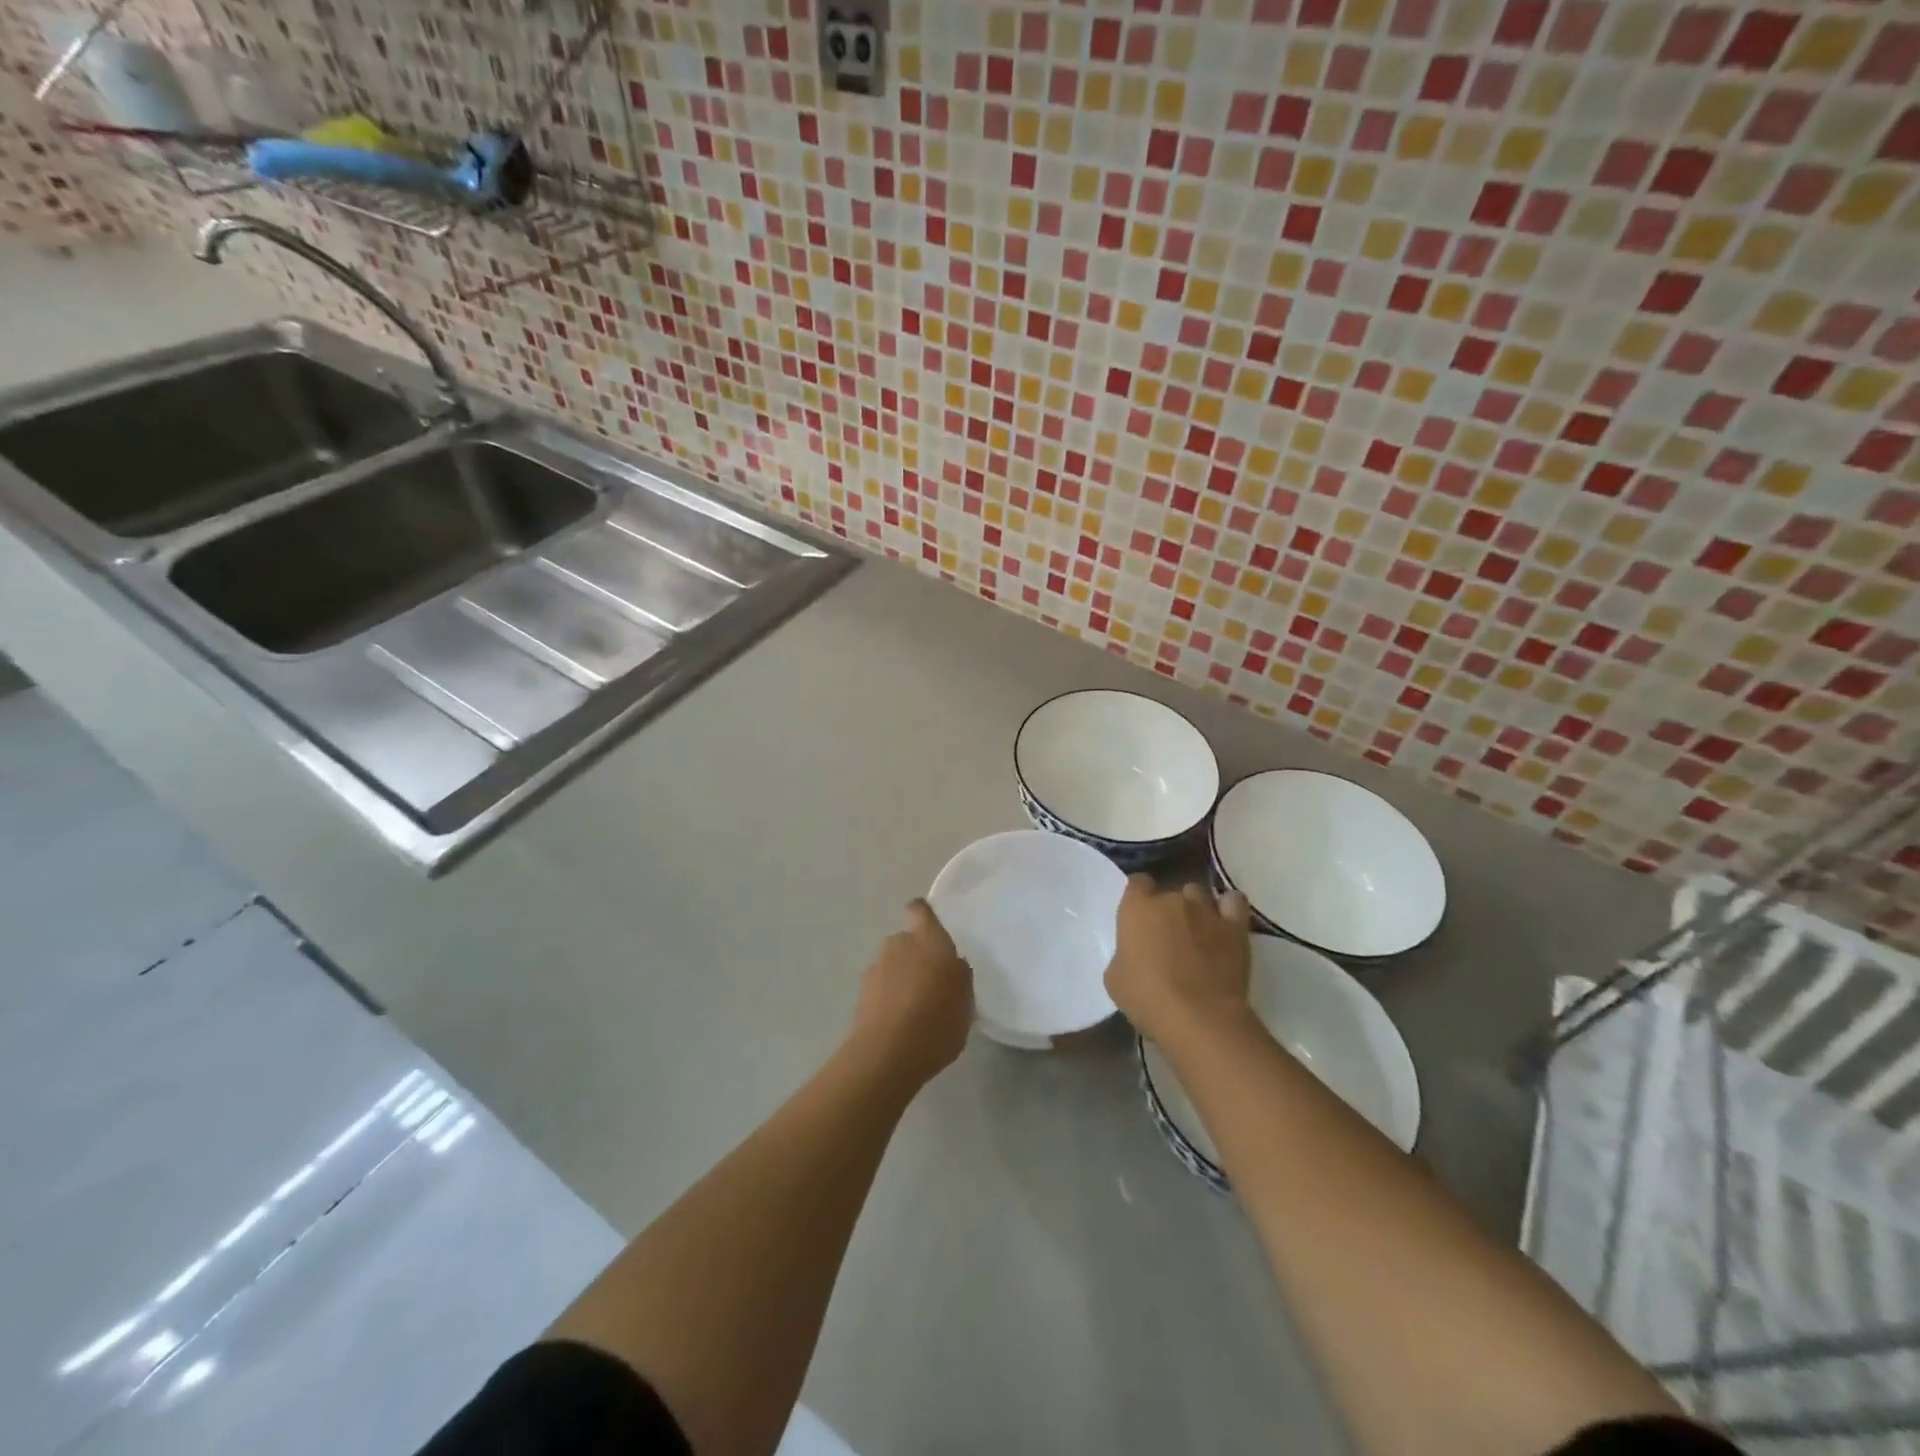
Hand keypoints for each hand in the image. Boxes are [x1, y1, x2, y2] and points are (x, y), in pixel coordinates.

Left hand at [848, 899, 973, 1088]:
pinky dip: (888, 998)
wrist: (887, 1055)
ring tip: (916, 1008)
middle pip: (907, 940)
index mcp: (928, 939)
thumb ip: (959, 975)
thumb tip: (950, 965)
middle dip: (917, 955)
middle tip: (933, 982)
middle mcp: (898, 944)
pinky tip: (900, 1023)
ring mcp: (875, 968)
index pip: (920, 910)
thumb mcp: (966, 999)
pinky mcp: (861, 994)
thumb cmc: (937, 1020)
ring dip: (901, 978)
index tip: (933, 930)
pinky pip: (880, 988)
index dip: (924, 915)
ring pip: (892, 964)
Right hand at [1105, 876, 1253, 1046]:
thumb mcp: (1115, 978)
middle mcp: (1171, 899)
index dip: (1139, 897)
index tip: (1139, 917)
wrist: (1199, 1018)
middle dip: (1167, 910)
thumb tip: (1136, 954)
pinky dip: (1228, 907)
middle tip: (1167, 937)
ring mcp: (1206, 910)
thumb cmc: (1147, 998)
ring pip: (1198, 894)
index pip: (1137, 883)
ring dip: (1195, 908)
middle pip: (1169, 892)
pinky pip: (1233, 902)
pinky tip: (1223, 923)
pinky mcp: (1235, 927)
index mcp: (1137, 908)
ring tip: (1197, 932)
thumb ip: (1125, 954)